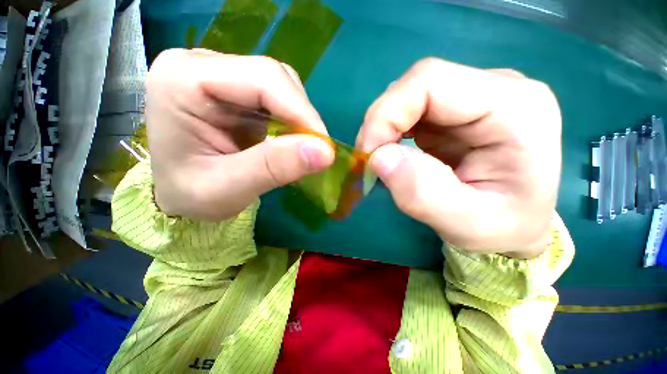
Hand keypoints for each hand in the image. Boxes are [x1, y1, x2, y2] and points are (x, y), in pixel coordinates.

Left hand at [146, 49, 333, 220]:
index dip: (302, 112)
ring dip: (298, 118)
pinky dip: (291, 120)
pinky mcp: (235, 90)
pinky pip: (277, 97)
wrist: (175, 193)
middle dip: (302, 116)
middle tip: (315, 151)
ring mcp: (219, 74)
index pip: (263, 79)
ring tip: (299, 148)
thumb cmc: (189, 195)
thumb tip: (325, 152)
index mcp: (183, 80)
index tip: (324, 146)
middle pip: (274, 77)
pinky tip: (288, 141)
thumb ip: (274, 168)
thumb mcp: (227, 189)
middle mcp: (200, 65)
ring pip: (280, 85)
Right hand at [357, 58, 560, 257]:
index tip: (368, 154)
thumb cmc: (502, 228)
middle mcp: (497, 89)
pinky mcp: (456, 113)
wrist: (516, 225)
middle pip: (416, 86)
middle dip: (381, 124)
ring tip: (383, 163)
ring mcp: (475, 98)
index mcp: (514, 108)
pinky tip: (395, 157)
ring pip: (409, 98)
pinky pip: (411, 113)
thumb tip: (378, 157)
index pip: (430, 82)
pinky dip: (392, 134)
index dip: (386, 113)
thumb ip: (422, 193)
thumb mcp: (466, 224)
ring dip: (385, 131)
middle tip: (369, 161)